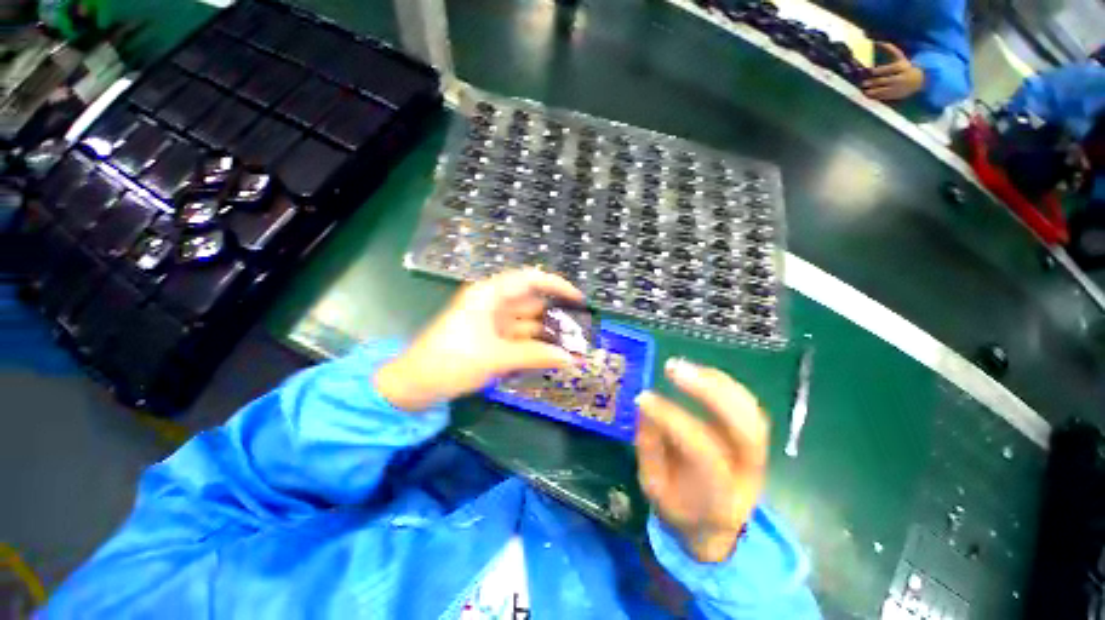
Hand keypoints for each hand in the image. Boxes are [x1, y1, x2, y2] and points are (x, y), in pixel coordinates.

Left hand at [374, 268, 582, 410]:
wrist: (413, 384)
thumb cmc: (451, 361)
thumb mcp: (496, 357)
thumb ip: (535, 355)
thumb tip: (571, 358)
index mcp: (489, 294)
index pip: (530, 279)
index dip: (557, 285)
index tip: (579, 300)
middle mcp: (493, 303)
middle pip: (532, 302)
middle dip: (556, 315)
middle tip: (581, 331)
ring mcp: (492, 321)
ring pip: (527, 322)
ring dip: (547, 333)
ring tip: (573, 346)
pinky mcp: (491, 338)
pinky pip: (519, 337)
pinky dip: (534, 345)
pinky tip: (552, 354)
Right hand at [635, 358, 769, 562]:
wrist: (715, 526)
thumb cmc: (679, 508)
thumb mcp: (654, 488)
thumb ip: (649, 448)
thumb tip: (645, 406)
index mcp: (721, 498)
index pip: (703, 452)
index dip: (673, 420)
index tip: (645, 397)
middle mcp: (749, 475)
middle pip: (746, 429)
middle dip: (710, 392)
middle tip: (674, 370)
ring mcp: (757, 454)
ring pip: (751, 411)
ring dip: (717, 382)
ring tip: (683, 367)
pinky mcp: (753, 438)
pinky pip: (746, 404)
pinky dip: (722, 383)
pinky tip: (698, 372)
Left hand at [863, 42, 924, 101]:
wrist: (918, 81)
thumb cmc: (905, 67)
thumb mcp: (900, 57)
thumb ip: (890, 49)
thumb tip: (878, 41)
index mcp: (902, 67)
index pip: (890, 69)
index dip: (880, 70)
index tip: (870, 71)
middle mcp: (900, 78)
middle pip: (885, 80)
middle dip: (874, 82)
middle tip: (863, 83)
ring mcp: (897, 88)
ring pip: (884, 90)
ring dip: (873, 91)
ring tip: (865, 91)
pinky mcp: (895, 95)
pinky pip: (883, 97)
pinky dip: (875, 96)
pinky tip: (868, 95)